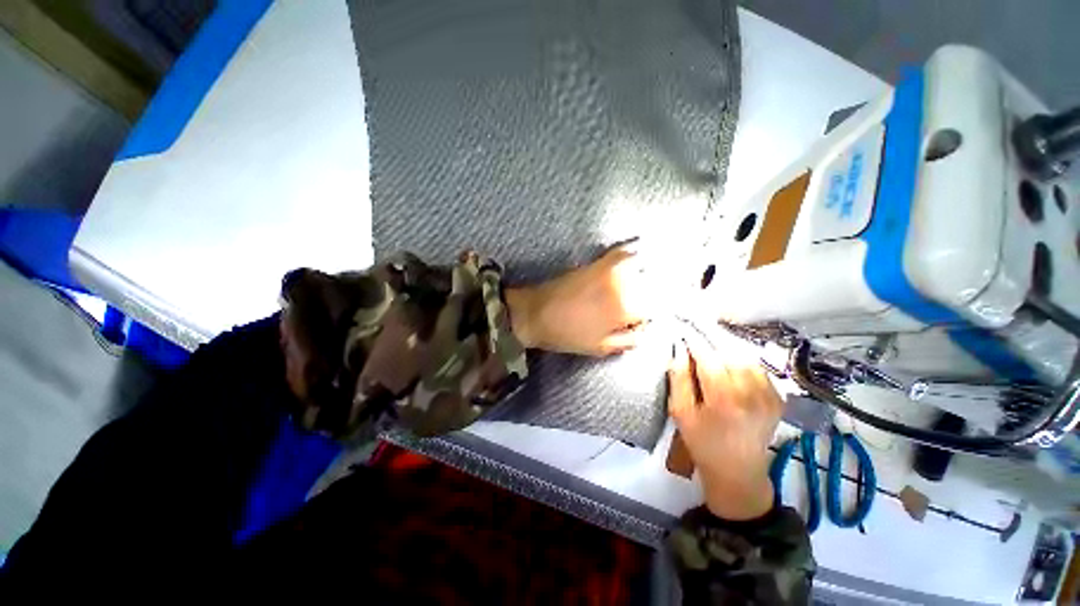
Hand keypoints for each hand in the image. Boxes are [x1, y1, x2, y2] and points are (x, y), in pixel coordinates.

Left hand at [505, 244, 653, 355]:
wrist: (536, 314)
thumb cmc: (566, 335)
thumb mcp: (599, 348)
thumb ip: (628, 341)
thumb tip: (647, 333)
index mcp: (625, 310)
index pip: (654, 308)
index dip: (653, 314)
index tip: (647, 317)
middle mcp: (623, 286)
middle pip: (652, 285)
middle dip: (655, 292)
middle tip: (648, 299)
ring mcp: (609, 272)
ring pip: (641, 267)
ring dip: (647, 271)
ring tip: (647, 278)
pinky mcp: (595, 263)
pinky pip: (620, 254)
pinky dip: (630, 254)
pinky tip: (633, 257)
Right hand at [668, 332, 781, 519]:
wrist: (738, 472)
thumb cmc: (702, 442)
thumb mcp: (681, 412)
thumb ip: (678, 378)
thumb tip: (679, 349)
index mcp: (724, 399)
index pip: (708, 356)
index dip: (694, 339)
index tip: (683, 327)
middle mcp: (751, 393)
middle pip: (729, 352)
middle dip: (710, 337)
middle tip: (695, 329)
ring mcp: (769, 395)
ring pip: (746, 356)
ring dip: (726, 345)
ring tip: (709, 341)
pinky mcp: (777, 397)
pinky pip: (757, 367)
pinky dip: (741, 357)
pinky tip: (728, 358)